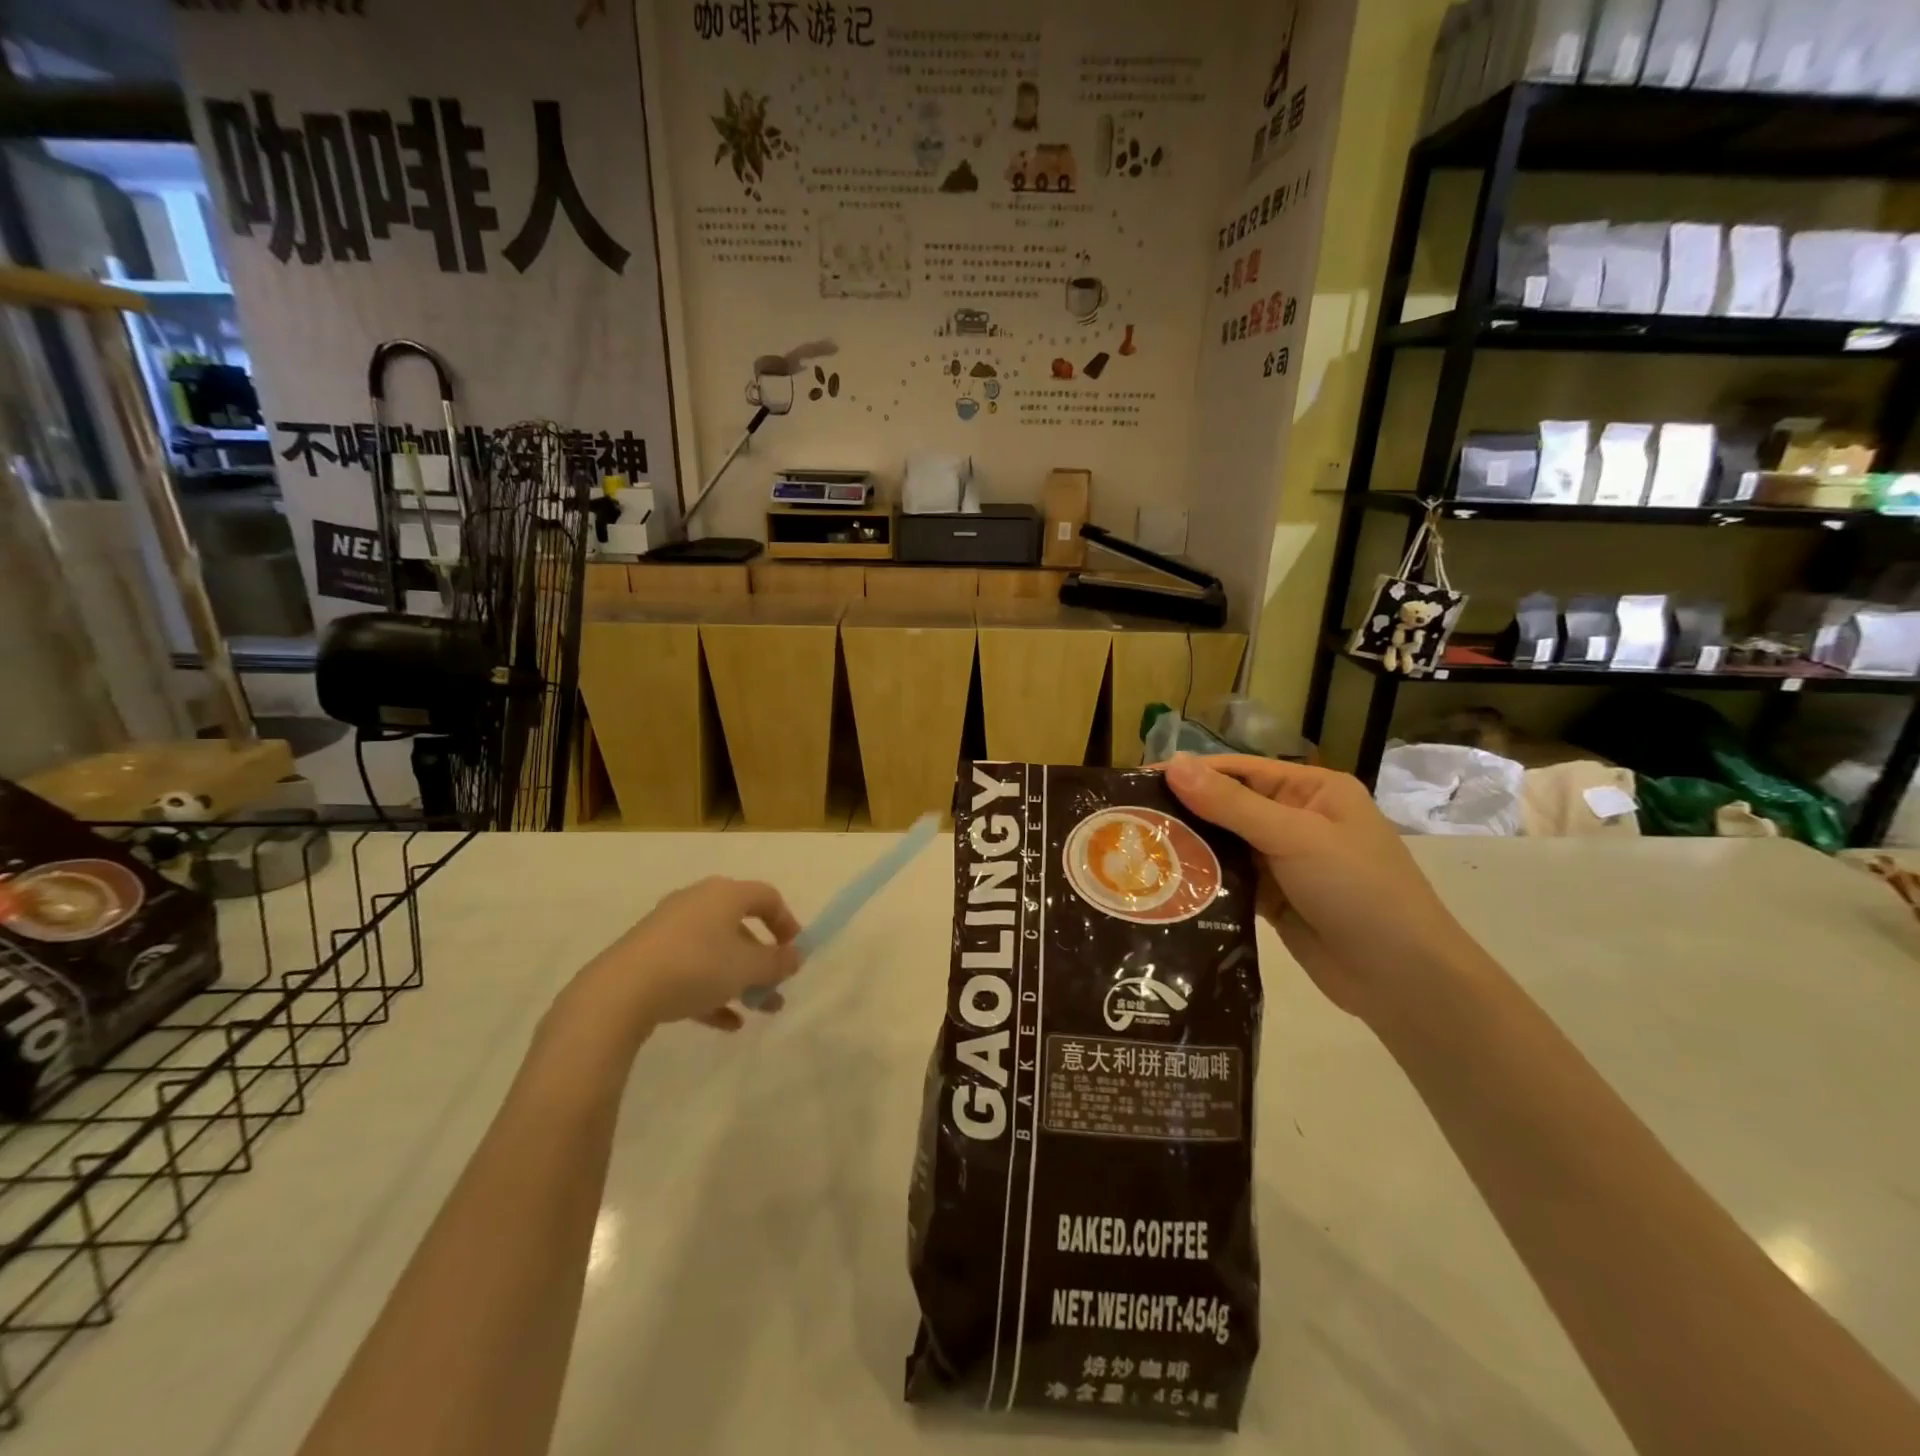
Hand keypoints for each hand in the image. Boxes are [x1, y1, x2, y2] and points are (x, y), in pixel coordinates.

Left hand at [573, 877, 801, 1035]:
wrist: (619, 993)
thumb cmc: (695, 967)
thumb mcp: (747, 968)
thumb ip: (777, 963)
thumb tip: (795, 956)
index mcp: (724, 894)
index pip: (766, 897)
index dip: (787, 923)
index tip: (795, 953)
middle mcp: (697, 903)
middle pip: (740, 926)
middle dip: (763, 960)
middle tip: (776, 988)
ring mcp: (669, 929)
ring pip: (716, 951)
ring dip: (740, 979)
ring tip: (757, 1011)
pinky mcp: (648, 957)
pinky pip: (690, 969)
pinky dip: (711, 991)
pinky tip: (726, 1024)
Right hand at [1163, 755, 1475, 1024]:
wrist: (1403, 980)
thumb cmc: (1358, 890)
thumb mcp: (1295, 837)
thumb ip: (1231, 804)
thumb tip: (1174, 764)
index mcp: (1313, 791)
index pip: (1239, 771)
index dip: (1190, 773)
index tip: (1138, 780)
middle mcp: (1297, 820)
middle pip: (1228, 806)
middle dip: (1184, 811)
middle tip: (1128, 819)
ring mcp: (1285, 862)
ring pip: (1226, 845)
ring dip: (1190, 847)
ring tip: (1136, 848)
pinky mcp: (1274, 899)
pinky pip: (1230, 880)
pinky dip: (1203, 879)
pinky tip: (1165, 882)